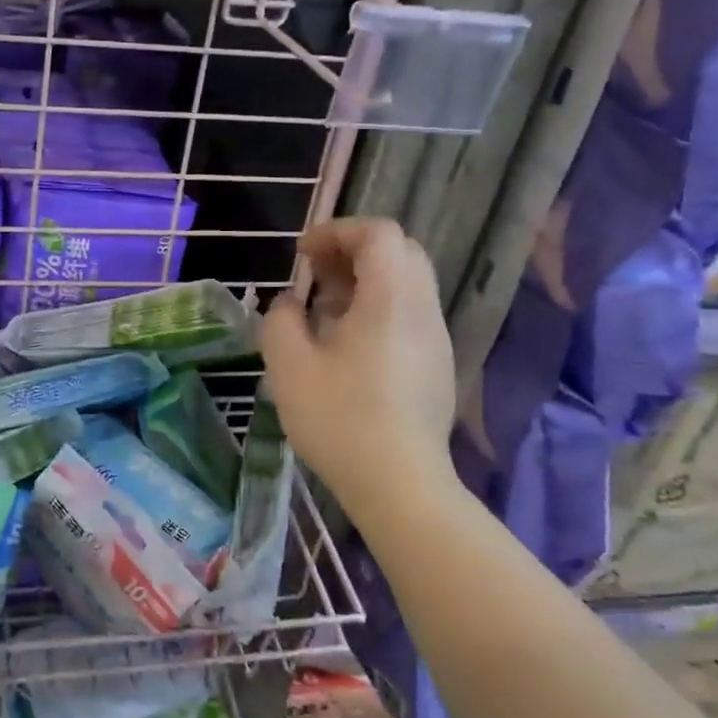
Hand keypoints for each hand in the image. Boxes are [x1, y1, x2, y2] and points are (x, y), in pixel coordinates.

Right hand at [261, 219, 457, 528]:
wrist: (400, 485)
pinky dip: (378, 306)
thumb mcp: (289, 365)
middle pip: (400, 251)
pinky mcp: (436, 365)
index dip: (336, 231)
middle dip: (353, 250)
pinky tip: (347, 342)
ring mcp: (435, 339)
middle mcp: (422, 309)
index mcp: (391, 299)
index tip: (301, 254)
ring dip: (365, 279)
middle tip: (315, 272)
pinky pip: (410, 313)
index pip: (378, 233)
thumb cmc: (340, 419)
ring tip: (325, 306)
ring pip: (407, 283)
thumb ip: (280, 320)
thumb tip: (290, 304)